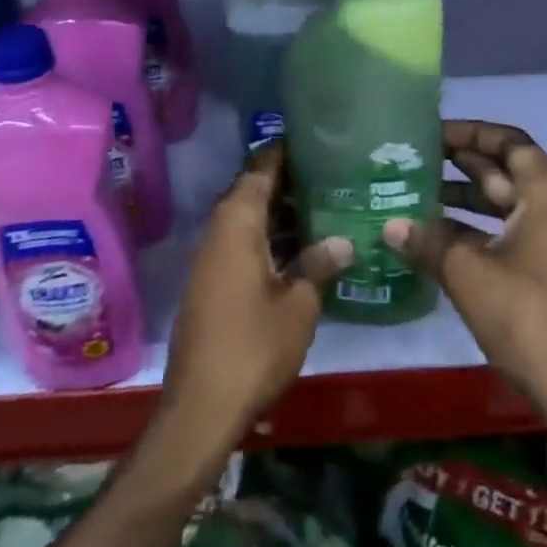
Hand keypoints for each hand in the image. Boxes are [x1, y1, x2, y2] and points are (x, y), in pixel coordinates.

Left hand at [161, 141, 352, 448]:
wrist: (201, 408)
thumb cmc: (253, 347)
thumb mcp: (299, 305)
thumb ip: (319, 265)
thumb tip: (345, 241)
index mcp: (237, 223)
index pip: (260, 169)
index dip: (284, 151)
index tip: (314, 138)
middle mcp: (219, 231)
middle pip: (253, 191)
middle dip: (288, 181)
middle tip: (330, 172)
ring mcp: (211, 259)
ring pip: (248, 219)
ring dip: (279, 212)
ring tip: (323, 204)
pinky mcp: (212, 284)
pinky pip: (242, 243)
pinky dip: (269, 238)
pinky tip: (300, 249)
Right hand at [383, 121, 546, 420]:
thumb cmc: (523, 314)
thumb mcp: (467, 272)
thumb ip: (427, 241)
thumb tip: (389, 225)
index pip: (508, 141)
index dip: (470, 133)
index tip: (433, 134)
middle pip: (507, 169)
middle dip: (463, 163)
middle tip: (418, 158)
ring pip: (507, 201)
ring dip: (467, 195)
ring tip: (420, 190)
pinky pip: (511, 227)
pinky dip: (479, 225)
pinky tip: (439, 233)